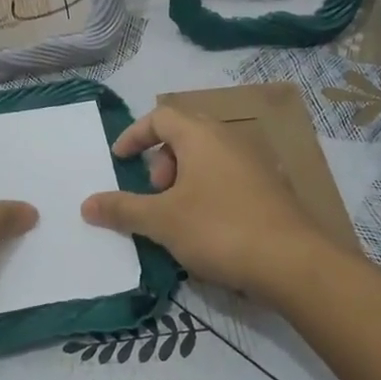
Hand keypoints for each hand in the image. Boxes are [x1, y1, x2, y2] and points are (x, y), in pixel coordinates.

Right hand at [80, 106, 327, 300]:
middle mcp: (230, 139)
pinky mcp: (272, 188)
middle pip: (185, 133)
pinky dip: (208, 190)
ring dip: (184, 178)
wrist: (294, 263)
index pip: (160, 116)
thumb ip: (123, 210)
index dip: (134, 135)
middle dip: (161, 160)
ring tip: (179, 214)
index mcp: (201, 136)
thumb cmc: (220, 229)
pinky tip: (208, 227)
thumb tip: (86, 204)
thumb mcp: (162, 221)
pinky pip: (228, 176)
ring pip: (208, 157)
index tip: (119, 159)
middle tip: (155, 193)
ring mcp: (255, 162)